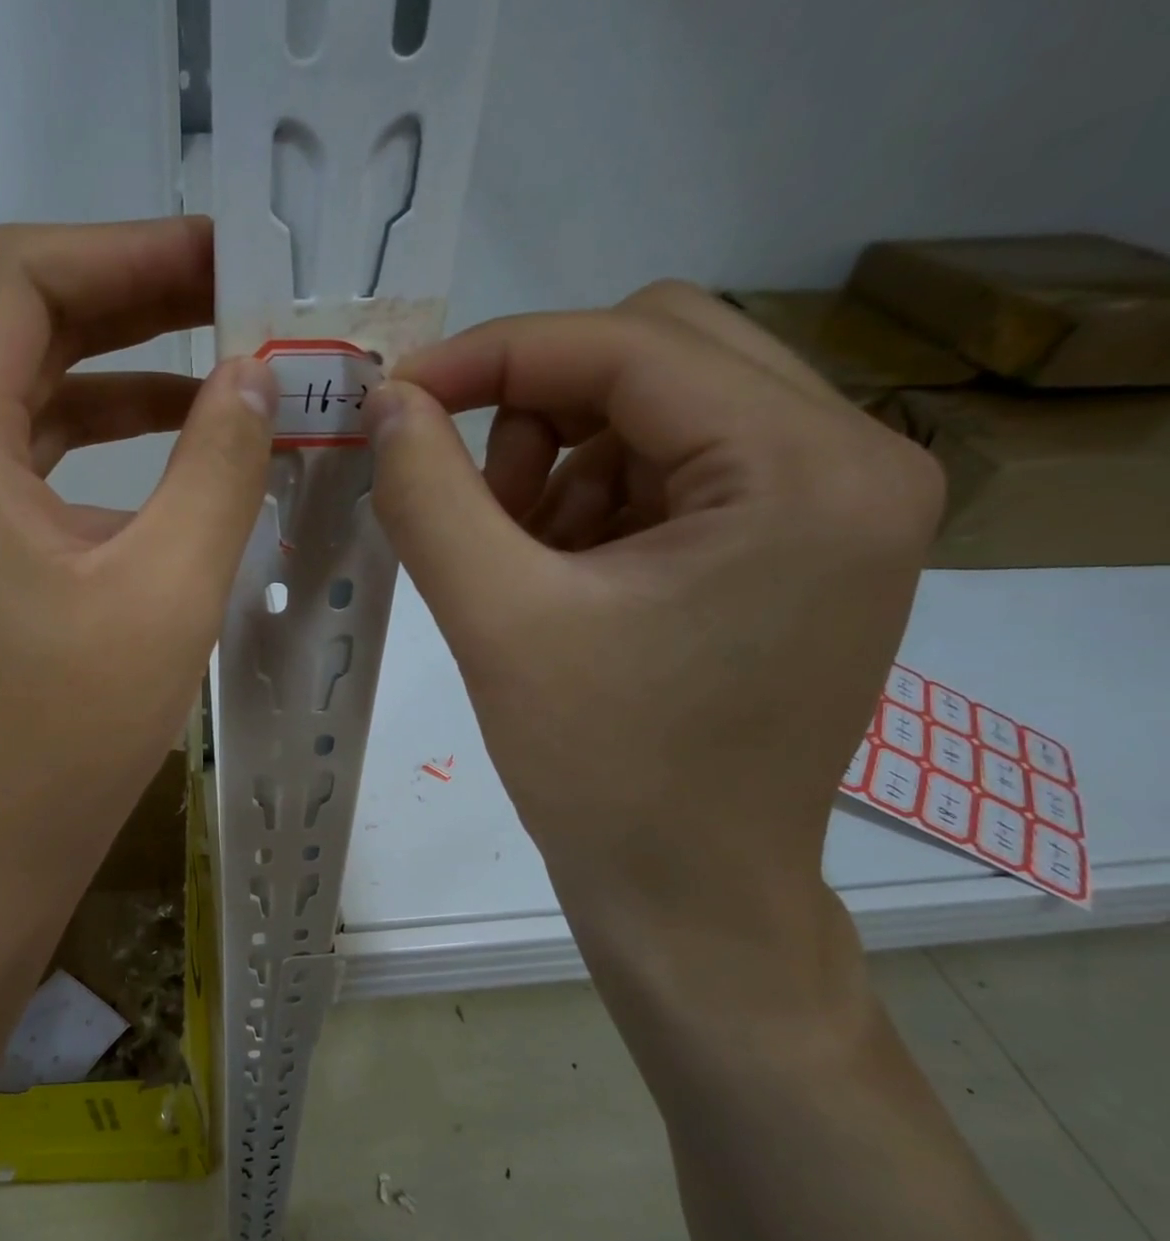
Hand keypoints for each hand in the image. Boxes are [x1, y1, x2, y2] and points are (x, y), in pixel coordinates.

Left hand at [0, 217, 275, 922]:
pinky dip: (111, 444)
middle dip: (135, 300)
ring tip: (230, 368)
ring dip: (129, 372)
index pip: (19, 279)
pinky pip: (41, 464)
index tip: (225, 259)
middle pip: (25, 326)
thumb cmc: (66, 735)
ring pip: (36, 396)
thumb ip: (218, 467)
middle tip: (242, 299)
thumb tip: (254, 377)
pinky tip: (184, 457)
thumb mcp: (165, 592)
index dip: (125, 250)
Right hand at [364, 282, 943, 1012]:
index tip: (398, 398)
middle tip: (476, 501)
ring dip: (560, 464)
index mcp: (805, 470)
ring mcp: (831, 507)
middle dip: (537, 410)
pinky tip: (558, 582)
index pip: (630, 344)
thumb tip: (389, 401)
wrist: (686, 896)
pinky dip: (591, 504)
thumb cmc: (602, 772)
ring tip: (515, 562)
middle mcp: (851, 462)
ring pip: (658, 412)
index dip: (495, 355)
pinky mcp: (795, 549)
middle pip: (659, 355)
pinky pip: (671, 472)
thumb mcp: (496, 621)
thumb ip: (429, 494)